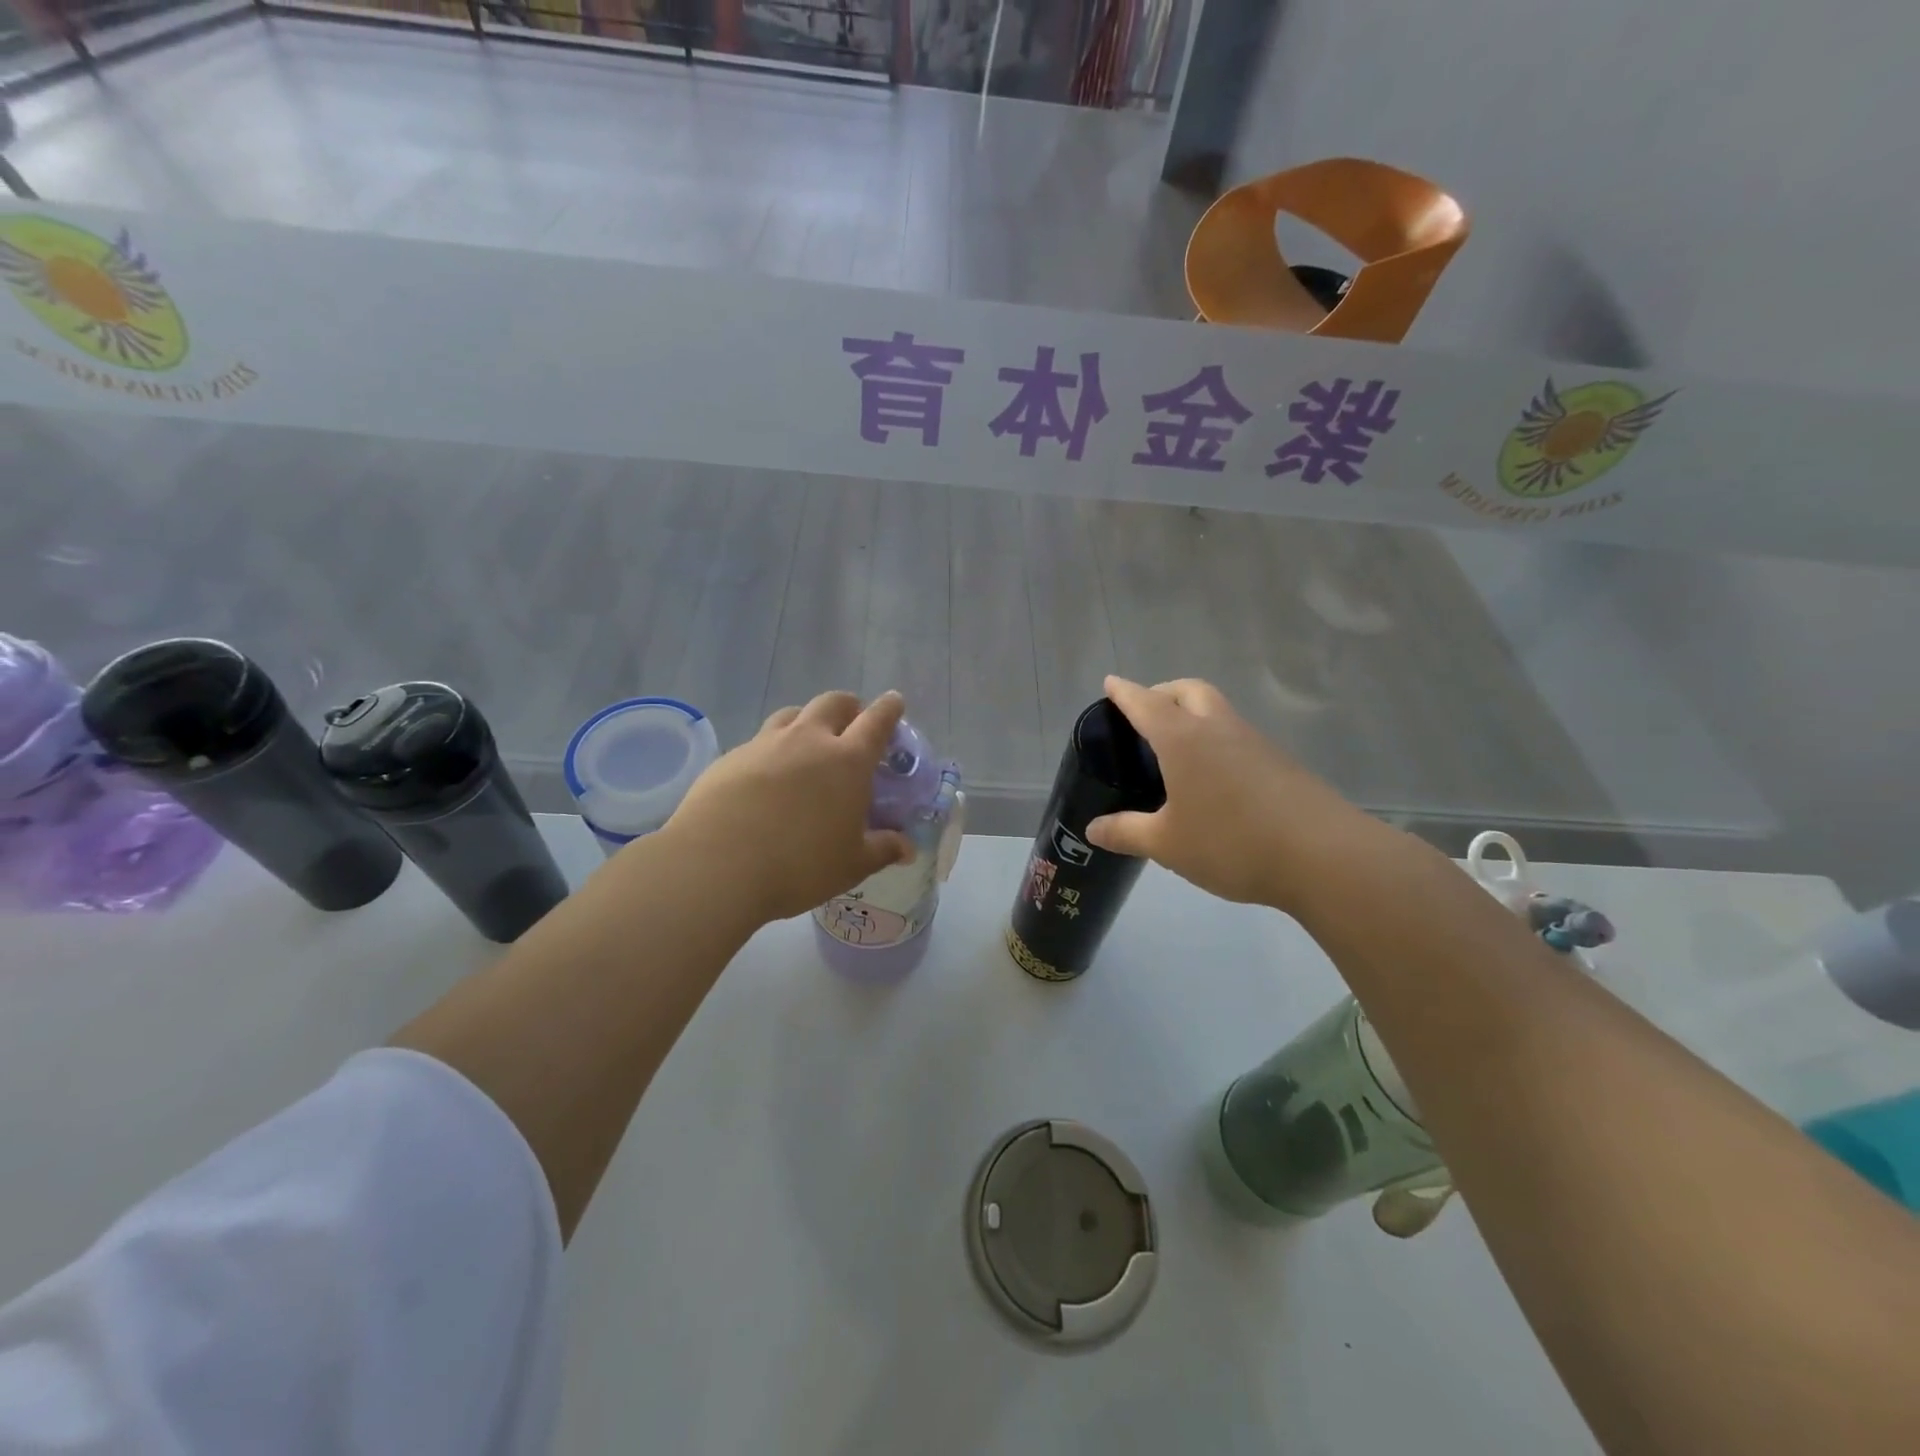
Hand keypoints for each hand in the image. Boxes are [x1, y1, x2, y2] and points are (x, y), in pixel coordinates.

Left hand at [656, 690, 913, 924]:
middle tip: (852, 724)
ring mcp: (766, 744)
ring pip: (792, 714)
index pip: (877, 720)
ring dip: (807, 721)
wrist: (717, 865)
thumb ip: (882, 849)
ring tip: (808, 744)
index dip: (890, 708)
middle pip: (833, 703)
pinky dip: (772, 749)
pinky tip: (766, 778)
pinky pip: (760, 741)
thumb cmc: (799, 865)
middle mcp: (808, 740)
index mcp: (848, 760)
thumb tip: (907, 848)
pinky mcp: (731, 757)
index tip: (894, 702)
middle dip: (848, 707)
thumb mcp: (851, 865)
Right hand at [1084, 675, 1387, 910]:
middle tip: (1146, 714)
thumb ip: (1127, 832)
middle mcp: (1218, 729)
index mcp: (1183, 739)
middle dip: (1163, 692)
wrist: (1324, 856)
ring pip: (1218, 711)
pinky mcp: (1280, 762)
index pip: (1145, 703)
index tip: (1111, 683)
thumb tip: (1093, 829)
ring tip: (1176, 751)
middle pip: (1189, 690)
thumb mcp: (1167, 844)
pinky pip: (1238, 737)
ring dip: (1193, 715)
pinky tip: (1213, 779)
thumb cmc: (1232, 842)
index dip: (1124, 692)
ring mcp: (1255, 742)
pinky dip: (1217, 742)